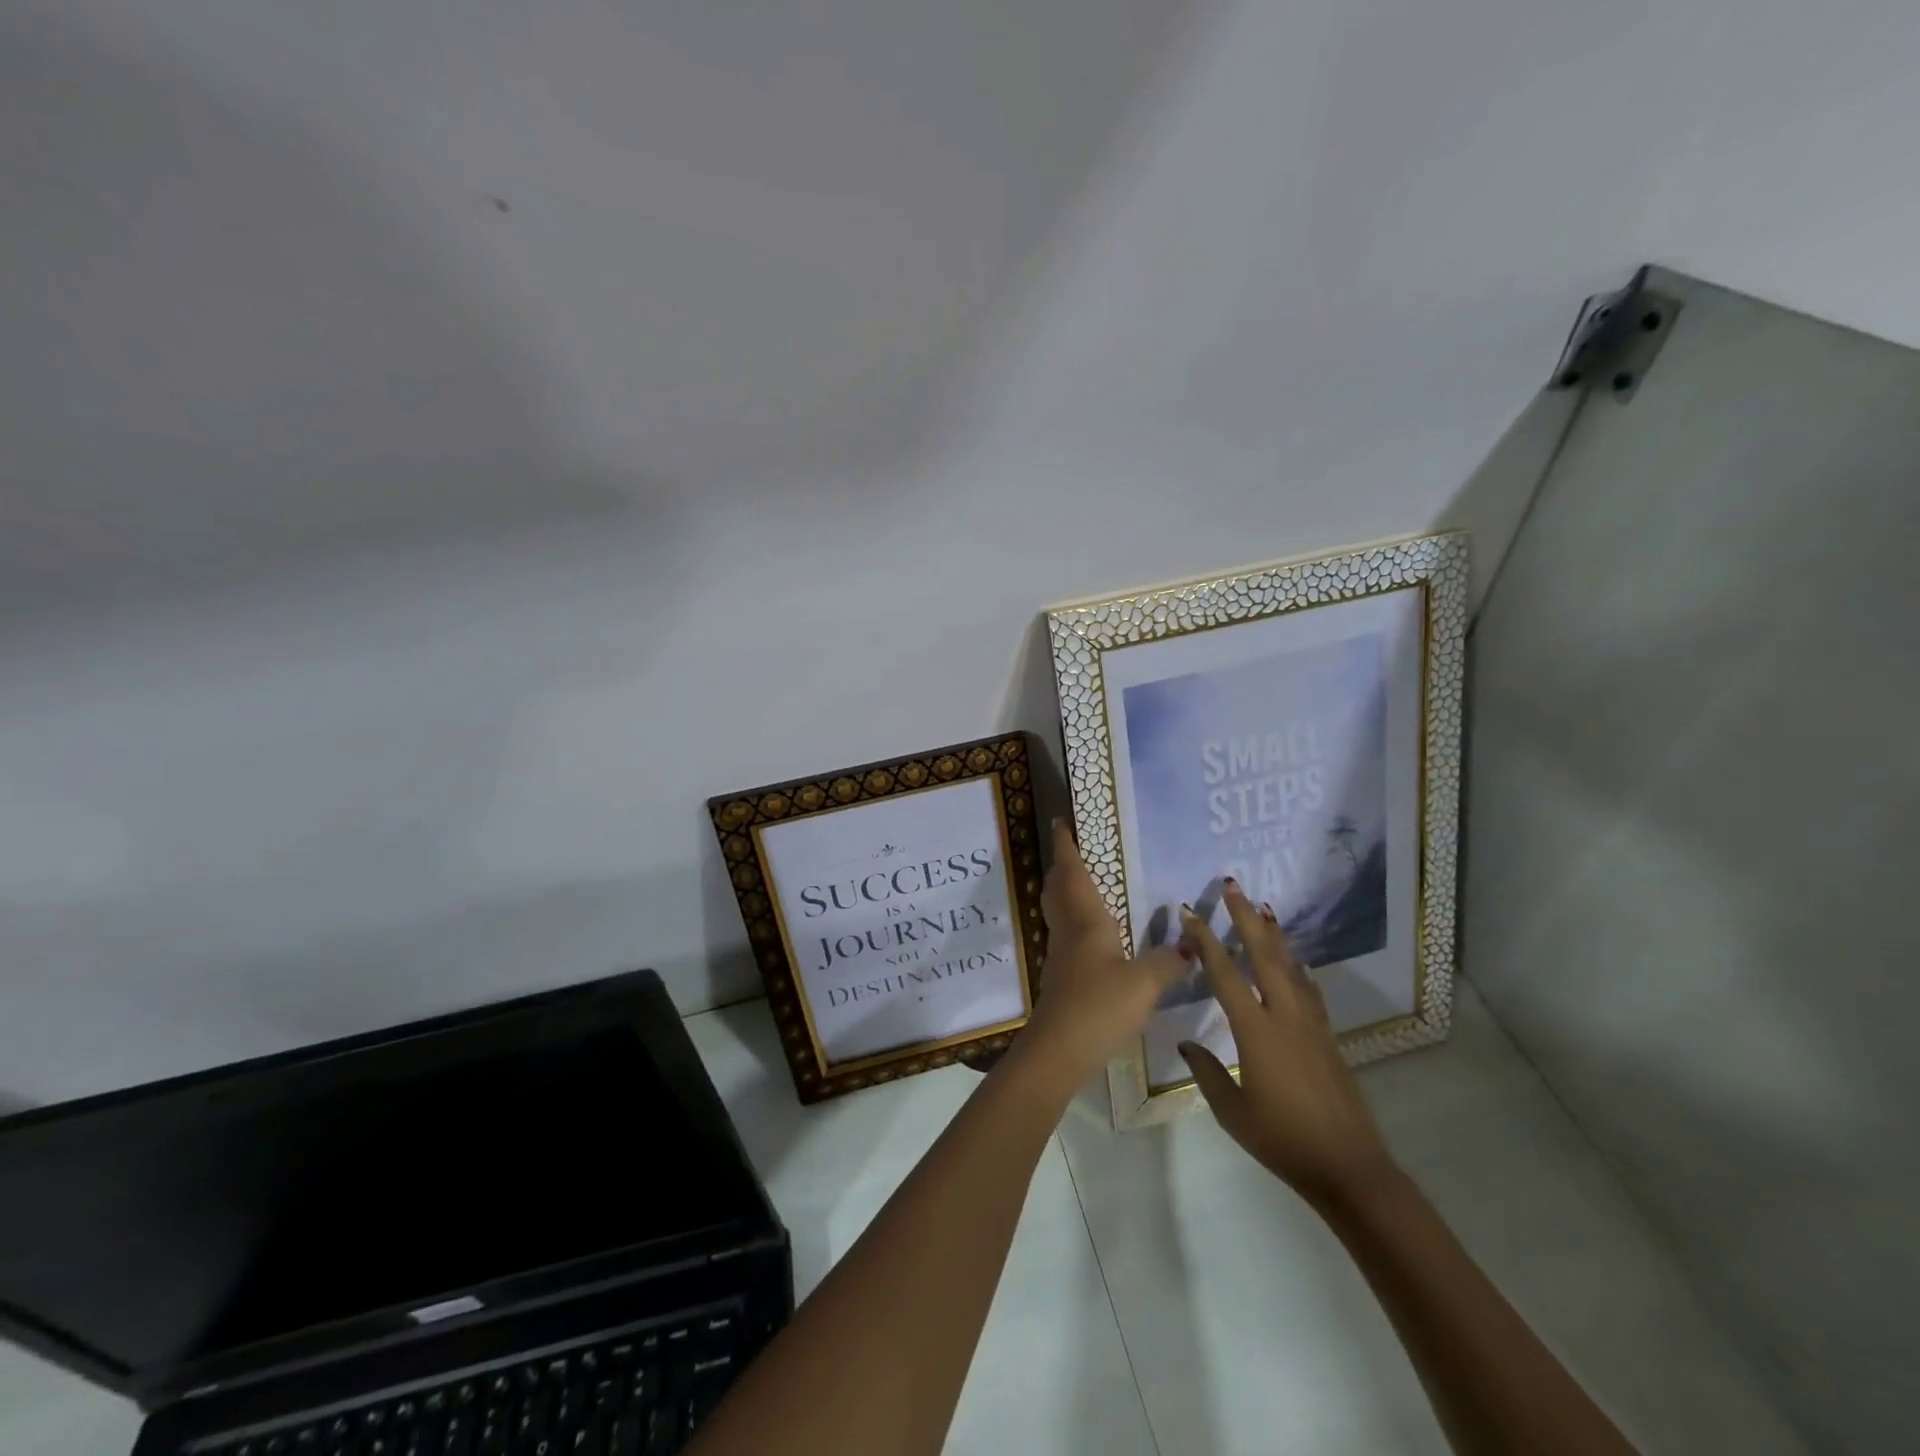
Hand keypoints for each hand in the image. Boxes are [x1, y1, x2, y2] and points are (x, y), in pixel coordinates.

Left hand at [1023, 820, 1189, 1080]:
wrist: (1059, 1050)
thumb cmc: (1099, 1005)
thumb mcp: (1144, 984)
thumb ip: (1168, 962)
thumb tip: (1190, 946)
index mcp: (1085, 920)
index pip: (1072, 872)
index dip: (1066, 845)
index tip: (1061, 820)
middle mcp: (1069, 930)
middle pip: (1058, 887)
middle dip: (1062, 864)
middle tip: (1074, 848)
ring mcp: (1062, 954)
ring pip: (1059, 910)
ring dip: (1066, 890)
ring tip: (1086, 882)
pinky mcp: (1062, 977)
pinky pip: (1067, 933)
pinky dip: (1076, 919)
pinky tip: (1095, 933)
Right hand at [1178, 882, 1396, 1205]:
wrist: (1348, 1167)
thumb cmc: (1282, 1140)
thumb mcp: (1232, 1110)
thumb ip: (1206, 1071)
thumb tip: (1185, 1042)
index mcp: (1255, 1031)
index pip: (1224, 974)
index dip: (1205, 941)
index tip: (1190, 913)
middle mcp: (1284, 1016)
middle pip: (1263, 955)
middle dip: (1246, 918)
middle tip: (1232, 886)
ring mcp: (1311, 1024)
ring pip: (1290, 966)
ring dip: (1274, 934)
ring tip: (1263, 908)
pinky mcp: (1327, 1036)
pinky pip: (1308, 988)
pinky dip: (1297, 966)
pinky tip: (1294, 959)